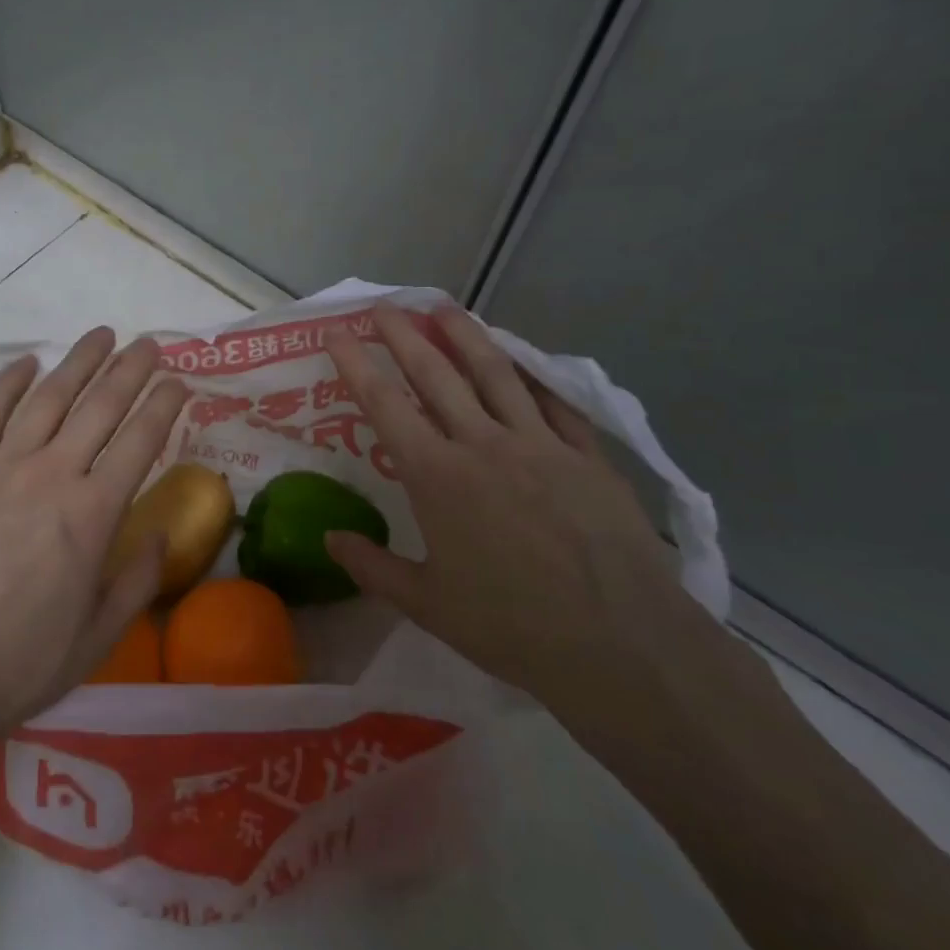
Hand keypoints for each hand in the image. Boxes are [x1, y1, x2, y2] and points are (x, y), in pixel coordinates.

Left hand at [0, 327, 188, 745]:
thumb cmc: (16, 664)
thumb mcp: (95, 638)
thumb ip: (136, 582)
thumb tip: (160, 535)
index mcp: (92, 514)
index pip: (140, 441)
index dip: (164, 406)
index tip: (180, 381)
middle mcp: (51, 475)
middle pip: (100, 407)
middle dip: (130, 370)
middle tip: (150, 343)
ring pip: (48, 398)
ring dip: (79, 362)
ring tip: (101, 335)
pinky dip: (8, 383)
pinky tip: (26, 361)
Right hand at [322, 303, 702, 720]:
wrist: (620, 644)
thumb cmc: (512, 627)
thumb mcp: (428, 605)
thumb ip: (372, 567)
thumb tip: (329, 539)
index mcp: (437, 476)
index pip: (384, 404)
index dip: (355, 363)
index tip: (337, 331)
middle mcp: (482, 444)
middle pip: (436, 373)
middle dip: (404, 334)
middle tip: (385, 305)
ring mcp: (539, 443)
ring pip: (495, 373)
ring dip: (465, 335)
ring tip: (444, 307)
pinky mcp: (585, 454)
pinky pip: (553, 401)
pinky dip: (531, 375)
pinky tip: (521, 359)